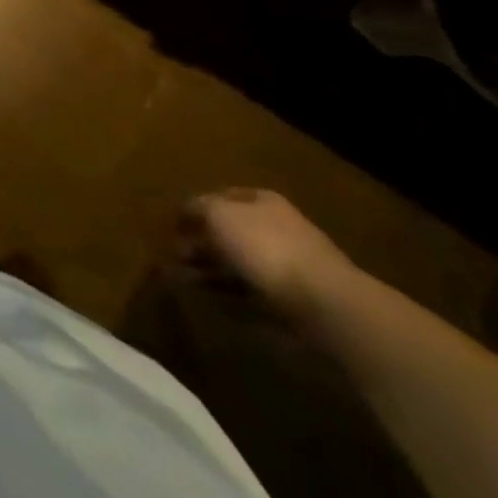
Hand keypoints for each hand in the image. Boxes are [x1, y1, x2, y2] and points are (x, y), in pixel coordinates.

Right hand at [177, 188, 356, 318]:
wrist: (324, 302)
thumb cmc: (265, 246)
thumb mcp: (220, 215)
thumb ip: (198, 209)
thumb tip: (186, 212)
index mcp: (262, 201)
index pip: (222, 196)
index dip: (196, 207)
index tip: (174, 224)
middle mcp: (276, 228)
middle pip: (230, 232)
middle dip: (201, 242)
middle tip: (174, 255)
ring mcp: (288, 266)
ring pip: (238, 264)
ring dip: (210, 270)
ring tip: (182, 280)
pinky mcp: (293, 301)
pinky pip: (252, 293)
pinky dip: (229, 295)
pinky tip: (210, 301)